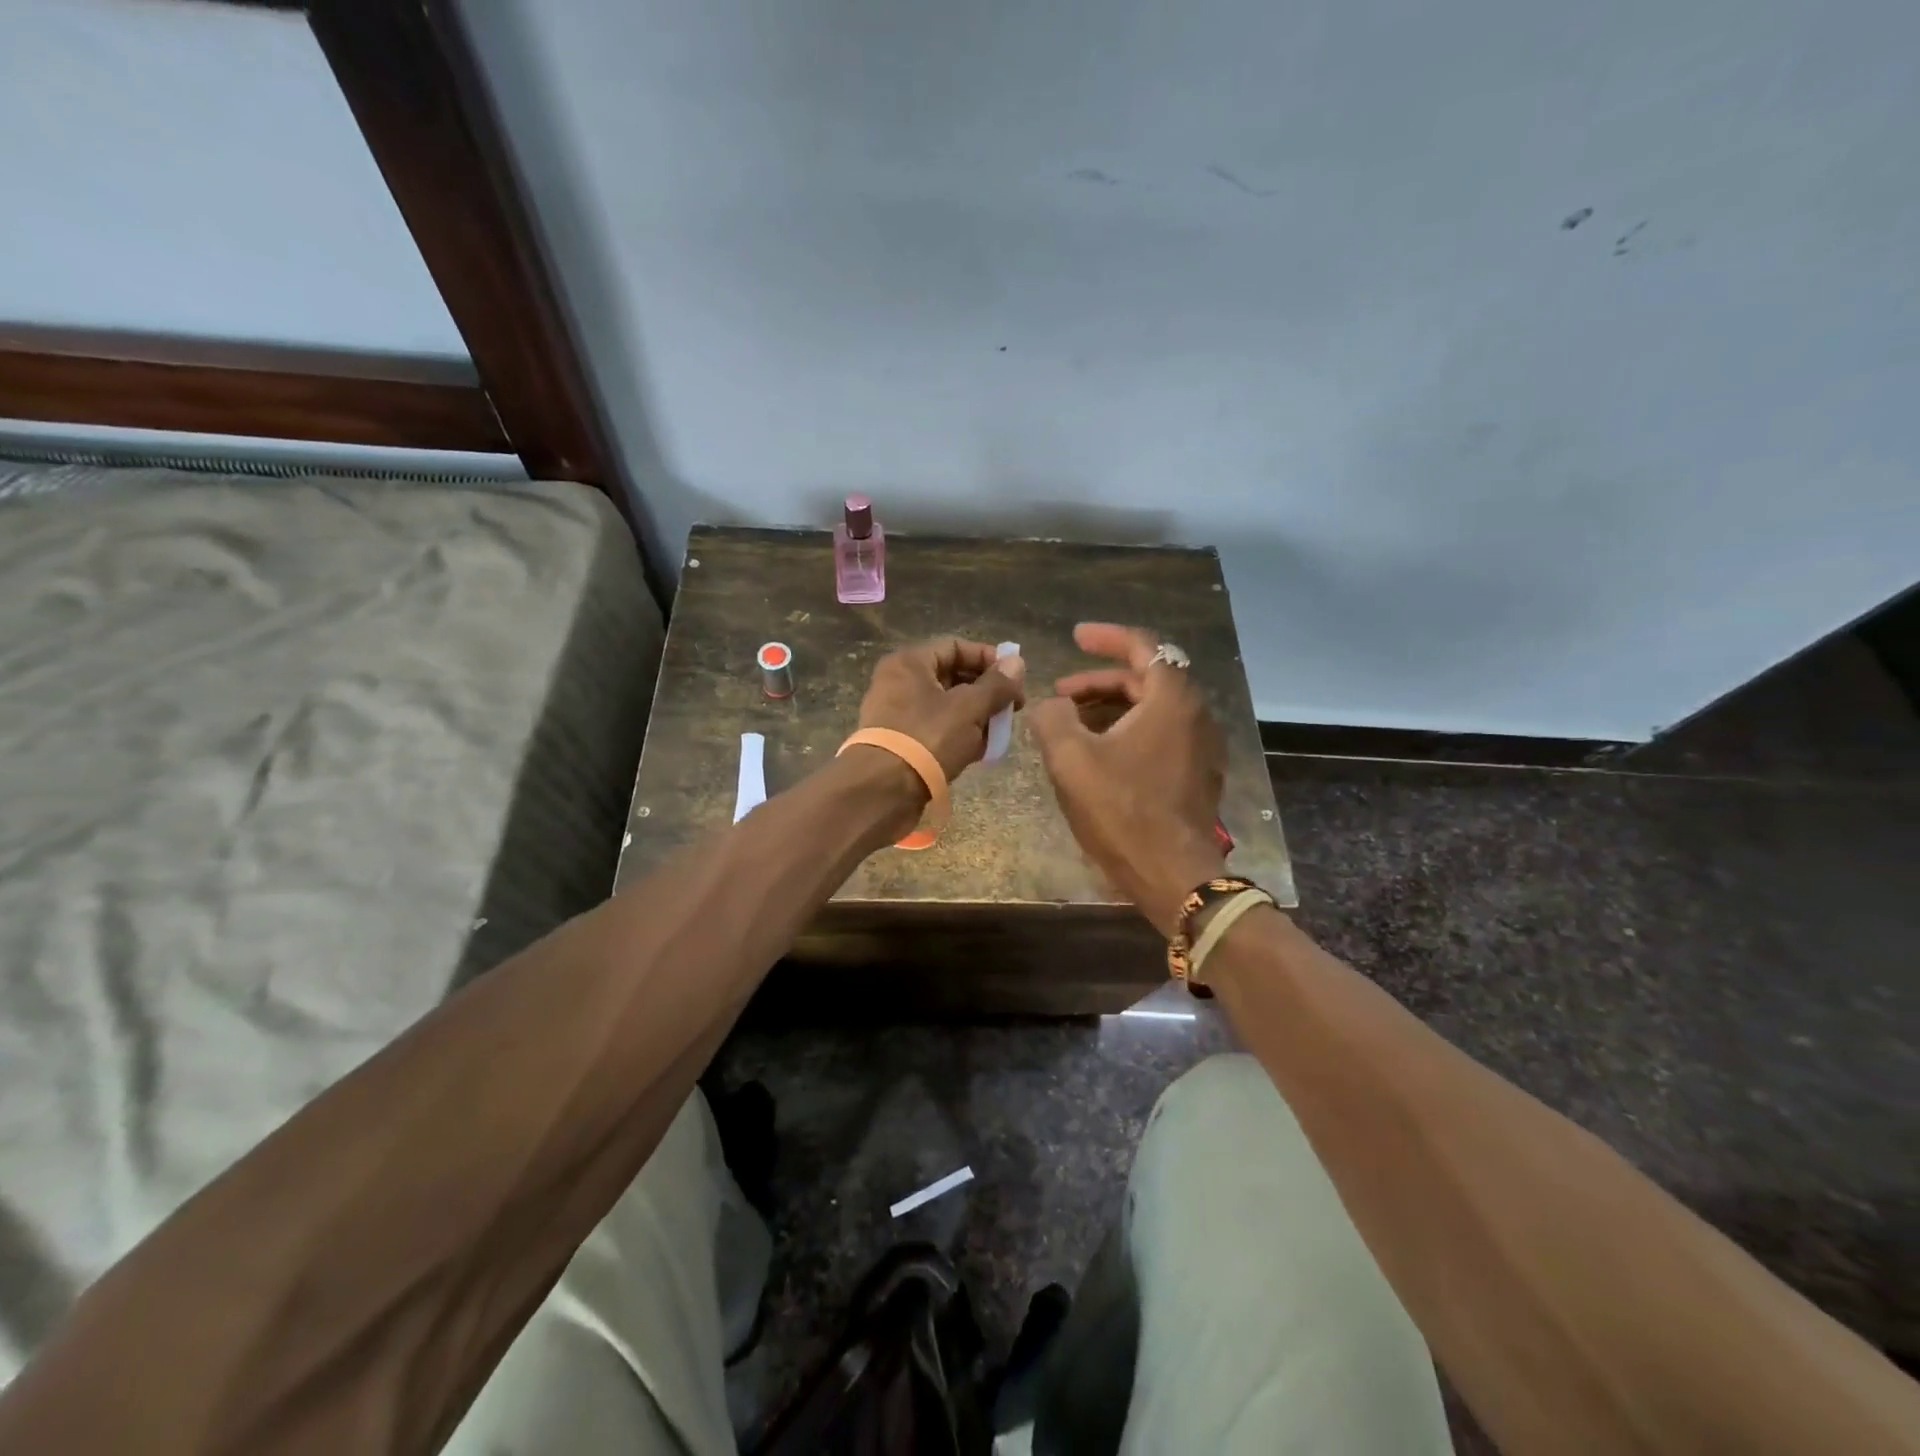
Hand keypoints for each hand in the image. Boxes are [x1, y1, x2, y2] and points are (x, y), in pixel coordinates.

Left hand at [857, 637, 1025, 783]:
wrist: (883, 791)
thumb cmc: (927, 739)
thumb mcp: (969, 708)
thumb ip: (996, 684)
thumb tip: (1017, 662)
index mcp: (910, 663)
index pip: (955, 646)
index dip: (989, 658)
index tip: (1015, 679)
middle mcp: (899, 682)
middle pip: (952, 676)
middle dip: (986, 692)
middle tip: (1011, 709)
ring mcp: (897, 714)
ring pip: (946, 706)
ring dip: (976, 717)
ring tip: (999, 733)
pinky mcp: (900, 742)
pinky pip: (936, 729)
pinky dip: (959, 736)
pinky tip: (980, 751)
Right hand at [1029, 623, 1227, 936]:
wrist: (1172, 874)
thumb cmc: (1122, 810)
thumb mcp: (1071, 759)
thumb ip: (1053, 718)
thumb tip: (1052, 706)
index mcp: (1171, 700)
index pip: (1144, 646)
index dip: (1106, 638)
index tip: (1075, 637)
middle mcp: (1195, 715)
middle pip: (1147, 678)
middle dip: (1101, 680)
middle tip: (1062, 693)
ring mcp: (1201, 747)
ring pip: (1153, 709)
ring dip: (1112, 707)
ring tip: (1073, 724)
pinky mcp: (1197, 774)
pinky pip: (1161, 735)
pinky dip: (1129, 730)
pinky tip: (1099, 753)